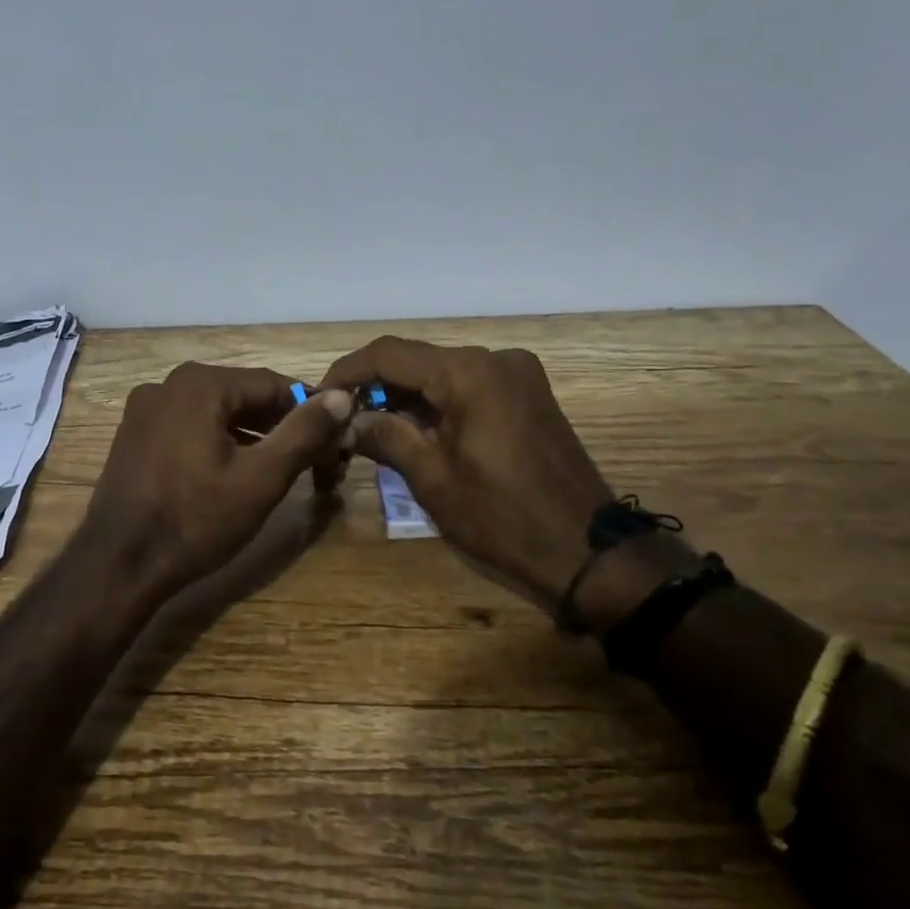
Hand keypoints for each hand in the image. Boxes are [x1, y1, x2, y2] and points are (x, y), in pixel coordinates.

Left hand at [79, 362, 352, 601]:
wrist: (117, 566)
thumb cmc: (195, 521)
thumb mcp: (261, 478)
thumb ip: (304, 432)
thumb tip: (343, 396)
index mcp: (199, 383)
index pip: (273, 385)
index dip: (311, 412)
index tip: (336, 441)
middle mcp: (168, 384)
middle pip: (243, 396)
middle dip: (280, 425)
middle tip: (314, 460)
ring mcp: (145, 409)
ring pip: (217, 413)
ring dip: (252, 436)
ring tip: (281, 470)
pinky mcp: (134, 435)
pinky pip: (190, 427)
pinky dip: (219, 443)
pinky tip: (236, 473)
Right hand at [320, 338, 613, 612]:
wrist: (591, 555)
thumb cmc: (504, 519)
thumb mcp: (434, 479)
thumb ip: (386, 436)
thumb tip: (346, 419)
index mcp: (470, 373)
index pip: (389, 353)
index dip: (348, 371)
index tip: (319, 396)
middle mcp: (495, 359)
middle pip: (417, 360)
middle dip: (375, 386)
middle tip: (341, 420)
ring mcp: (518, 376)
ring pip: (443, 374)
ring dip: (405, 397)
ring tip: (369, 429)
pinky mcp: (529, 396)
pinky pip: (469, 388)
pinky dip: (437, 404)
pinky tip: (414, 431)